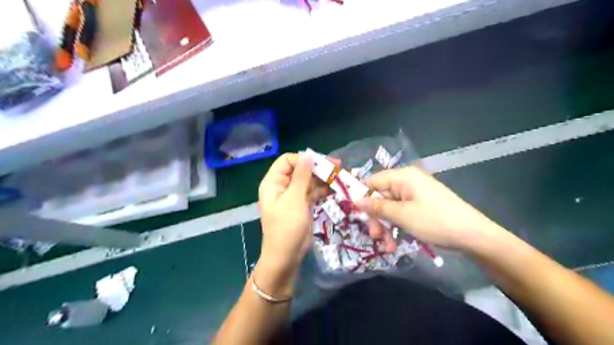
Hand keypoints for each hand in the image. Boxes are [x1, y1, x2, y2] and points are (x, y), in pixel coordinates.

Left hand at [257, 153, 330, 273]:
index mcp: (273, 182)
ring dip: (322, 179)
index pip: (287, 161)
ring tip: (340, 177)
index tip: (322, 163)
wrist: (286, 257)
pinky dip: (322, 190)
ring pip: (308, 181)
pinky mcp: (301, 205)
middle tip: (337, 167)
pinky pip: (312, 192)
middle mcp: (282, 187)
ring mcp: (292, 196)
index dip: (304, 159)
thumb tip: (308, 154)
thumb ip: (301, 176)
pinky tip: (335, 189)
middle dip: (317, 168)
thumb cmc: (287, 227)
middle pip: (300, 170)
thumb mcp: (294, 199)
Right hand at [358, 165, 500, 250]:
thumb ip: (377, 207)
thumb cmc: (435, 221)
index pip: (373, 181)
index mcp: (403, 177)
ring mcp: (415, 194)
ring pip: (390, 208)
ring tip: (387, 246)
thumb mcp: (402, 215)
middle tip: (374, 237)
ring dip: (386, 226)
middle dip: (376, 218)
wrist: (474, 236)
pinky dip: (397, 227)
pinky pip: (402, 213)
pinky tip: (396, 243)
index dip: (362, 197)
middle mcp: (408, 182)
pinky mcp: (421, 206)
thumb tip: (355, 200)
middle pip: (381, 197)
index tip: (355, 215)